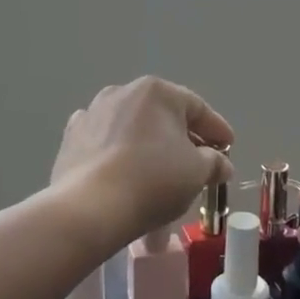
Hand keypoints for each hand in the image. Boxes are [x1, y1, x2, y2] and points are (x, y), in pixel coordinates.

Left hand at [52, 77, 234, 244]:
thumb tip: (221, 163)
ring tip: (160, 172)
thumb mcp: (197, 172)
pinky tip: (124, 171)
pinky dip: (119, 154)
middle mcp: (122, 92)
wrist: (90, 207)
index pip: (197, 108)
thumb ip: (214, 162)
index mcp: (156, 91)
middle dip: (182, 138)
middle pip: (162, 115)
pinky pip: (105, 143)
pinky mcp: (71, 138)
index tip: (228, 147)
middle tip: (198, 162)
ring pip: (132, 128)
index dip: (217, 129)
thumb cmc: (153, 180)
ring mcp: (92, 113)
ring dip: (149, 145)